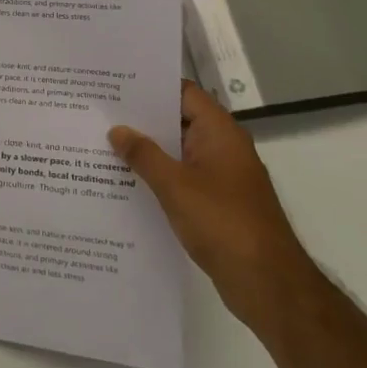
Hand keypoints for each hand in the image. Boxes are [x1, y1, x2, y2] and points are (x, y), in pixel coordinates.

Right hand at [109, 81, 318, 330]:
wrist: (267, 283)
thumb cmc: (223, 223)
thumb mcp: (175, 185)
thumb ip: (144, 154)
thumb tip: (117, 129)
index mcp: (220, 133)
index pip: (183, 93)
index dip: (150, 86)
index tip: (114, 84)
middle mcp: (223, 148)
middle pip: (178, 120)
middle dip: (142, 119)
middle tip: (99, 113)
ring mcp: (221, 176)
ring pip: (178, 151)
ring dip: (147, 149)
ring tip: (103, 144)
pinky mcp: (217, 203)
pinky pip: (181, 177)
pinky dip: (157, 175)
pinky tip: (125, 181)